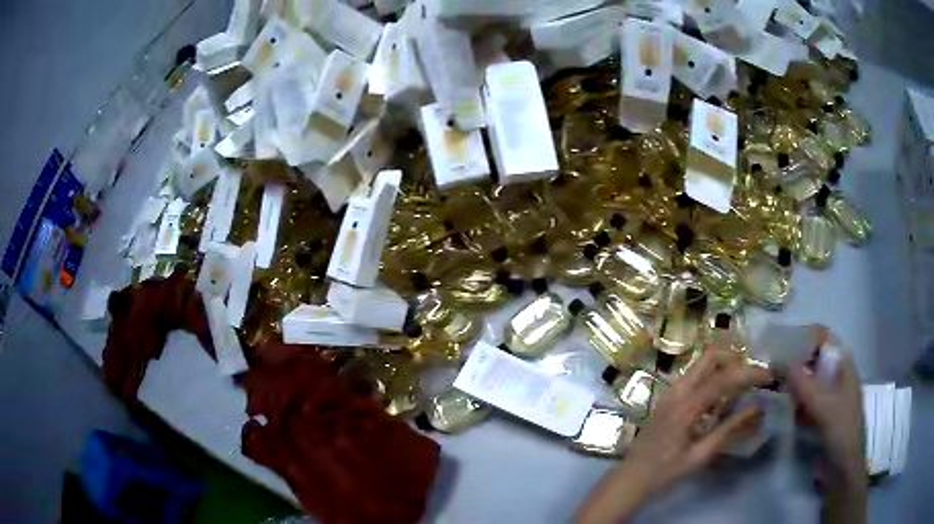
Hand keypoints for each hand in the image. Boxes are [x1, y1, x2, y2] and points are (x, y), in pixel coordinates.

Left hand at [577, 349, 772, 522]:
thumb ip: (729, 429)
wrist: (630, 479)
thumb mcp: (700, 455)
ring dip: (724, 367)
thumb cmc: (665, 472)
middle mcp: (677, 391)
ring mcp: (669, 393)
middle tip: (753, 374)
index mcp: (686, 405)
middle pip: (710, 358)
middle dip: (735, 360)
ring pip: (701, 366)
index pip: (724, 378)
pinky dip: (711, 378)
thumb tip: (757, 408)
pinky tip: (722, 397)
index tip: (769, 375)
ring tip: (743, 383)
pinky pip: (693, 378)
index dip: (749, 373)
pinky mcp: (667, 399)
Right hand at [786, 336, 864, 480]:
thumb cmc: (840, 430)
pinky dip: (796, 400)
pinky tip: (784, 407)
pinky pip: (808, 400)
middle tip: (775, 367)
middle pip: (816, 360)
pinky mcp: (823, 415)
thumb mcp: (822, 406)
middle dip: (797, 361)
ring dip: (794, 382)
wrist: (843, 467)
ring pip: (811, 381)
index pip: (825, 340)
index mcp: (844, 366)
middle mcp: (838, 377)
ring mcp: (831, 397)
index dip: (806, 338)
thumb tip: (781, 360)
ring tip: (775, 386)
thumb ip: (803, 384)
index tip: (784, 344)